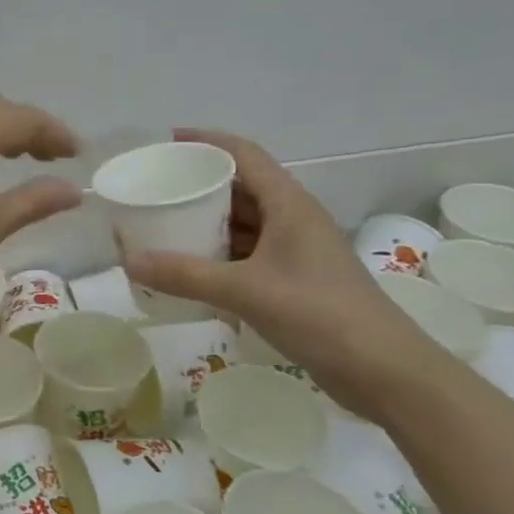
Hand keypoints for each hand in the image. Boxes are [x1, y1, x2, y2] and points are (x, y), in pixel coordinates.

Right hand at [121, 128, 446, 414]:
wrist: (384, 371)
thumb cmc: (320, 315)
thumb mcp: (245, 291)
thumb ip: (186, 275)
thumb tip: (128, 260)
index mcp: (288, 204)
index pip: (244, 154)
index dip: (206, 142)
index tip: (166, 142)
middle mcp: (292, 219)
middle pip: (241, 186)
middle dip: (199, 184)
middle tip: (156, 189)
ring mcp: (295, 250)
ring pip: (244, 222)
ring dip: (207, 221)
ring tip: (164, 224)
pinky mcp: (294, 279)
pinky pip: (247, 253)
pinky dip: (218, 254)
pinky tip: (191, 267)